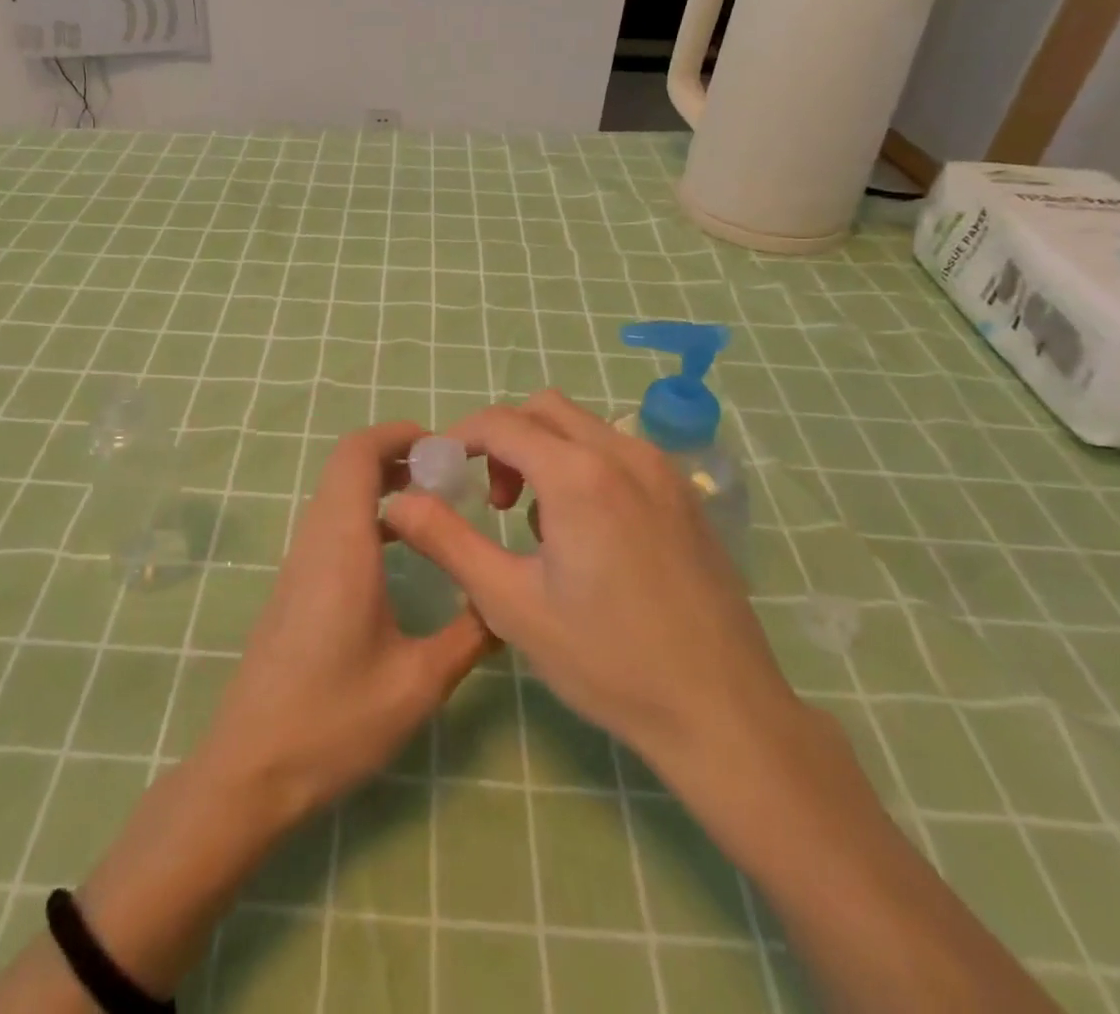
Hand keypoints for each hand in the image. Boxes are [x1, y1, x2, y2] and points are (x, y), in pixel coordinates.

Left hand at [198, 420, 495, 822]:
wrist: (249, 770)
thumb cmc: (334, 721)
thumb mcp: (419, 683)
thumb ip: (469, 634)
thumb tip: (505, 602)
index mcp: (342, 545)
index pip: (356, 454)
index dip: (397, 434)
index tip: (443, 447)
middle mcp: (315, 540)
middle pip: (347, 466)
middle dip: (397, 455)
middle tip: (448, 475)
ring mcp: (298, 562)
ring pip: (337, 494)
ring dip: (381, 484)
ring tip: (433, 505)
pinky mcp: (294, 585)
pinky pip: (330, 524)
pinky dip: (366, 513)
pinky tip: (399, 550)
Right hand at [383, 391, 813, 800]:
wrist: (722, 711)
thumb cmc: (607, 659)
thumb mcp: (510, 603)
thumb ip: (448, 540)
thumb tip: (397, 500)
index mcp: (578, 474)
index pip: (501, 422)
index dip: (459, 437)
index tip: (440, 472)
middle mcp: (624, 453)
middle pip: (544, 410)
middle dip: (504, 440)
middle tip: (494, 499)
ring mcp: (662, 470)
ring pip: (584, 427)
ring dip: (545, 452)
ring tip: (539, 525)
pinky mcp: (685, 494)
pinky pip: (619, 451)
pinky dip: (585, 466)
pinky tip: (589, 533)